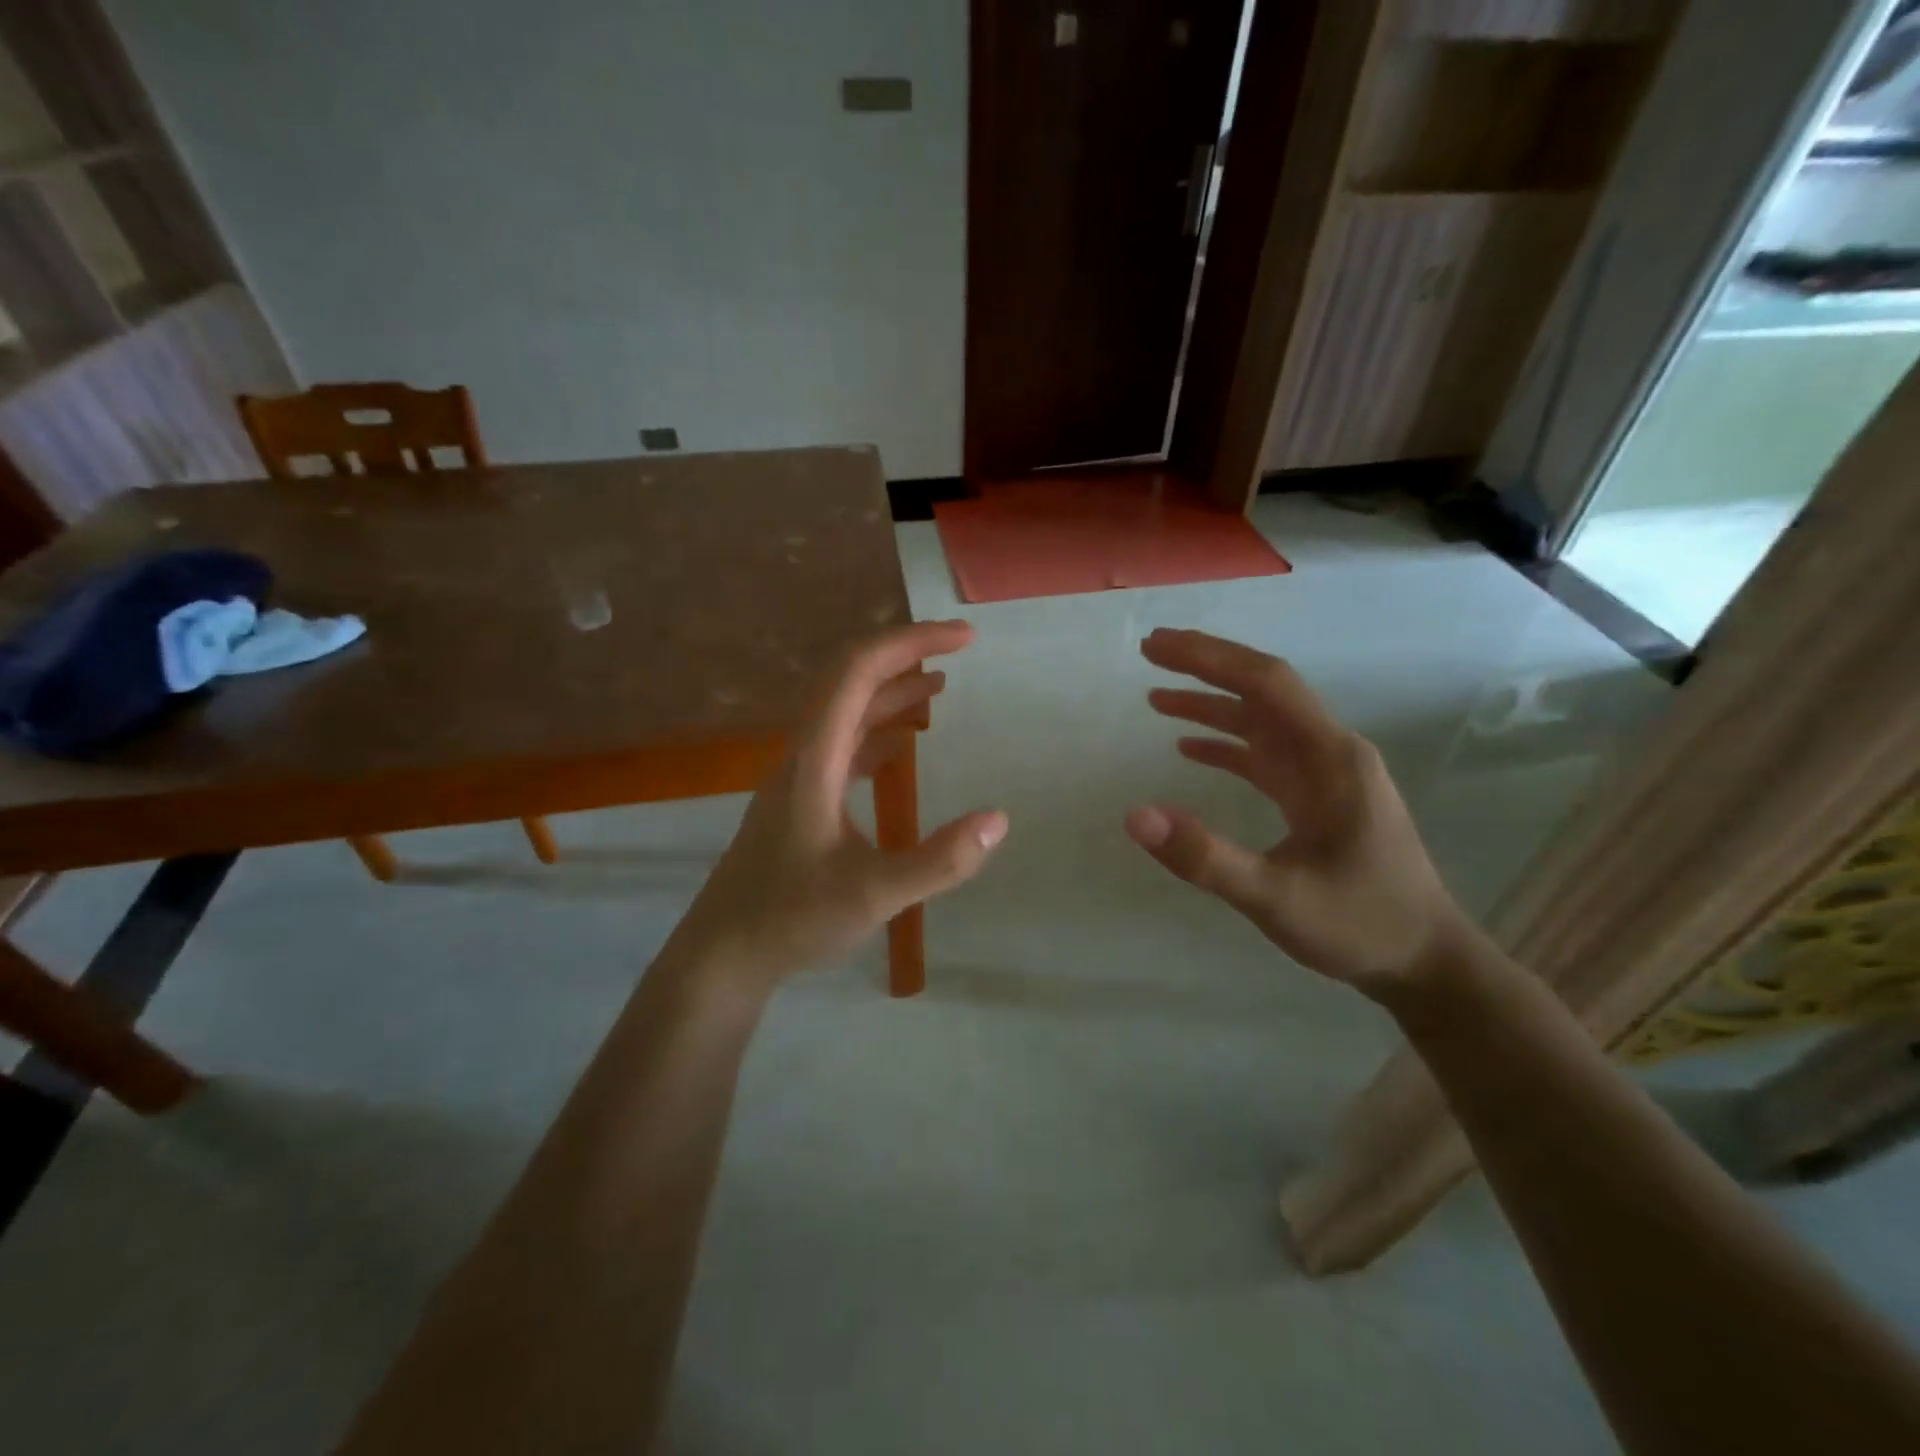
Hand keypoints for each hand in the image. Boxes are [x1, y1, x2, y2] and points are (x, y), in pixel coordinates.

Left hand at [667, 620, 1007, 992]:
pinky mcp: (802, 799)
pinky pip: (844, 744)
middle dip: (905, 654)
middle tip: (959, 648)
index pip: (859, 671)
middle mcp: (804, 754)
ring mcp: (799, 776)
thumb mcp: (874, 895)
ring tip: (941, 685)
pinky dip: (879, 730)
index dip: (911, 642)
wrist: (723, 953)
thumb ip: (939, 861)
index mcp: (815, 758)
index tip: (964, 639)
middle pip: (850, 678)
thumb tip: (999, 820)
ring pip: (846, 711)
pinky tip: (904, 744)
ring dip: (892, 690)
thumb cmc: (791, 919)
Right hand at [1126, 628, 1467, 1000]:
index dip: (1210, 658)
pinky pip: (1265, 755)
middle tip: (1150, 652)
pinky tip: (1190, 748)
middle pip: (1263, 690)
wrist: (1425, 962)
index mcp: (1330, 758)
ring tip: (1156, 696)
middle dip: (1206, 666)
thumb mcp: (1276, 898)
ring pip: (1261, 721)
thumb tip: (1135, 816)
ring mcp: (1324, 774)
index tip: (1158, 646)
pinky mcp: (1317, 796)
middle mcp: (1329, 752)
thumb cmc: (1359, 924)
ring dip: (1211, 704)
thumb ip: (1206, 857)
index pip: (1266, 684)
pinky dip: (1226, 745)